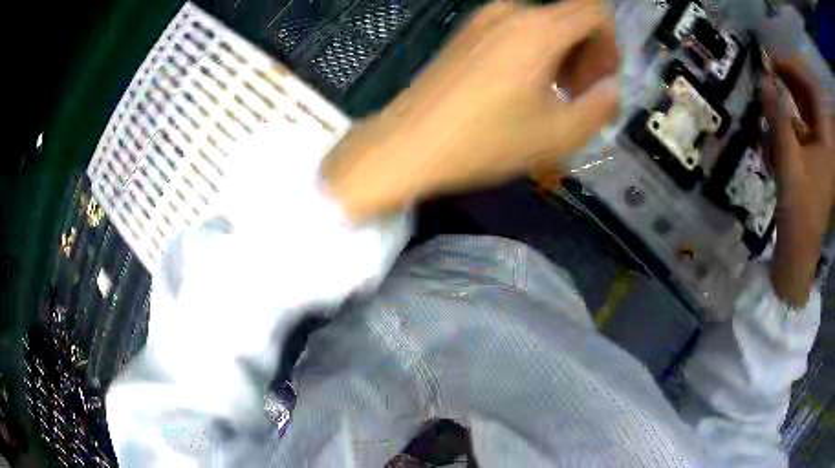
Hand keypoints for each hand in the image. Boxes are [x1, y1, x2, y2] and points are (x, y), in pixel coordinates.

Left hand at [326, 0, 618, 220]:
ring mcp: (482, 20)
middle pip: (569, 17)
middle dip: (587, 53)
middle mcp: (510, 12)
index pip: (595, 12)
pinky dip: (534, 52)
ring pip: (542, 25)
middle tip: (580, 95)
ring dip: (561, 55)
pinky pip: (515, 31)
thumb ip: (600, 107)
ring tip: (553, 97)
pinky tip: (523, 88)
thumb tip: (609, 89)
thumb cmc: (484, 140)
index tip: (601, 80)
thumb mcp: (558, 135)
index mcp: (538, 28)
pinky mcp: (465, 34)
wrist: (408, 144)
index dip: (609, 45)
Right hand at [763, 55, 834, 305]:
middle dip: (790, 79)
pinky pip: (801, 125)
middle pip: (809, 95)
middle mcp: (825, 138)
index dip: (794, 68)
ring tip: (770, 94)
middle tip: (768, 71)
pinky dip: (788, 119)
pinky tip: (776, 125)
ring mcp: (820, 148)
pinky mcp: (813, 156)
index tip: (773, 59)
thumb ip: (777, 117)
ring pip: (805, 109)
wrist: (800, 249)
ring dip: (788, 98)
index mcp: (826, 139)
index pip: (812, 88)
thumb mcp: (788, 160)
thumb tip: (762, 79)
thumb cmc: (800, 209)